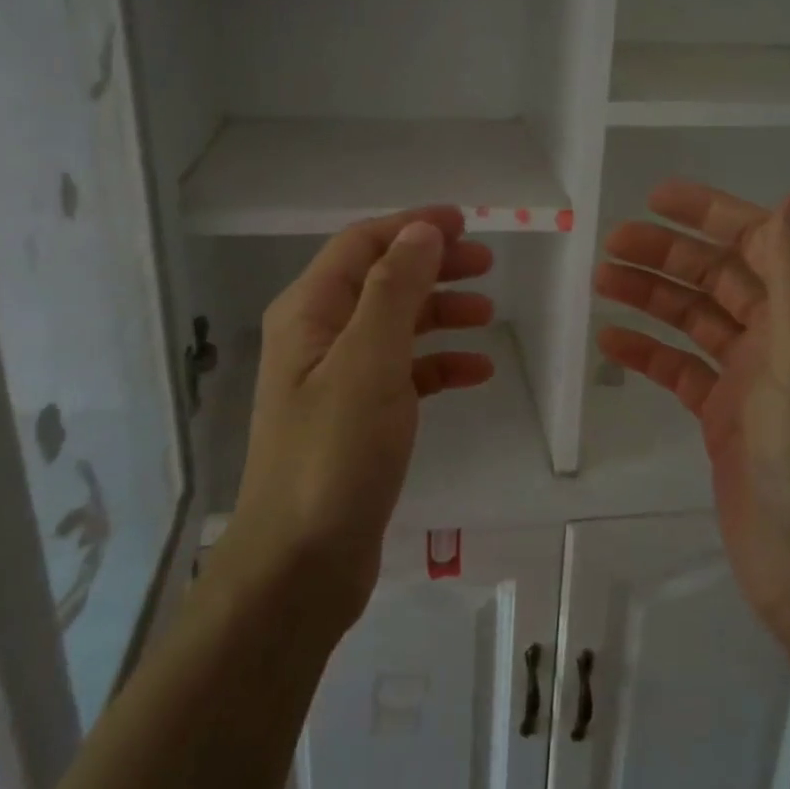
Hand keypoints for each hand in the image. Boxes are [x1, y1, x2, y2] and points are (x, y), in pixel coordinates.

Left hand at [229, 208, 495, 625]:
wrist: (301, 565)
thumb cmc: (334, 454)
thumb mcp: (369, 361)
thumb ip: (394, 289)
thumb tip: (422, 231)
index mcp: (309, 312)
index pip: (362, 245)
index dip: (412, 227)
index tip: (467, 223)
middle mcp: (318, 337)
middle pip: (382, 280)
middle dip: (433, 266)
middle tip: (486, 264)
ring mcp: (337, 380)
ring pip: (396, 326)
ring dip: (441, 312)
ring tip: (489, 311)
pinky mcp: (358, 419)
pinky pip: (404, 374)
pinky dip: (439, 365)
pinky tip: (477, 373)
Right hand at [595, 180, 789, 639]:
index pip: (760, 244)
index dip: (711, 215)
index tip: (657, 197)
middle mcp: (784, 340)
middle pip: (719, 279)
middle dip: (668, 255)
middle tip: (610, 245)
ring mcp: (752, 382)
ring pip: (694, 321)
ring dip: (651, 297)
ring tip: (600, 281)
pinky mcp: (725, 419)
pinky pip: (680, 370)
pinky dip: (648, 352)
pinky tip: (610, 343)